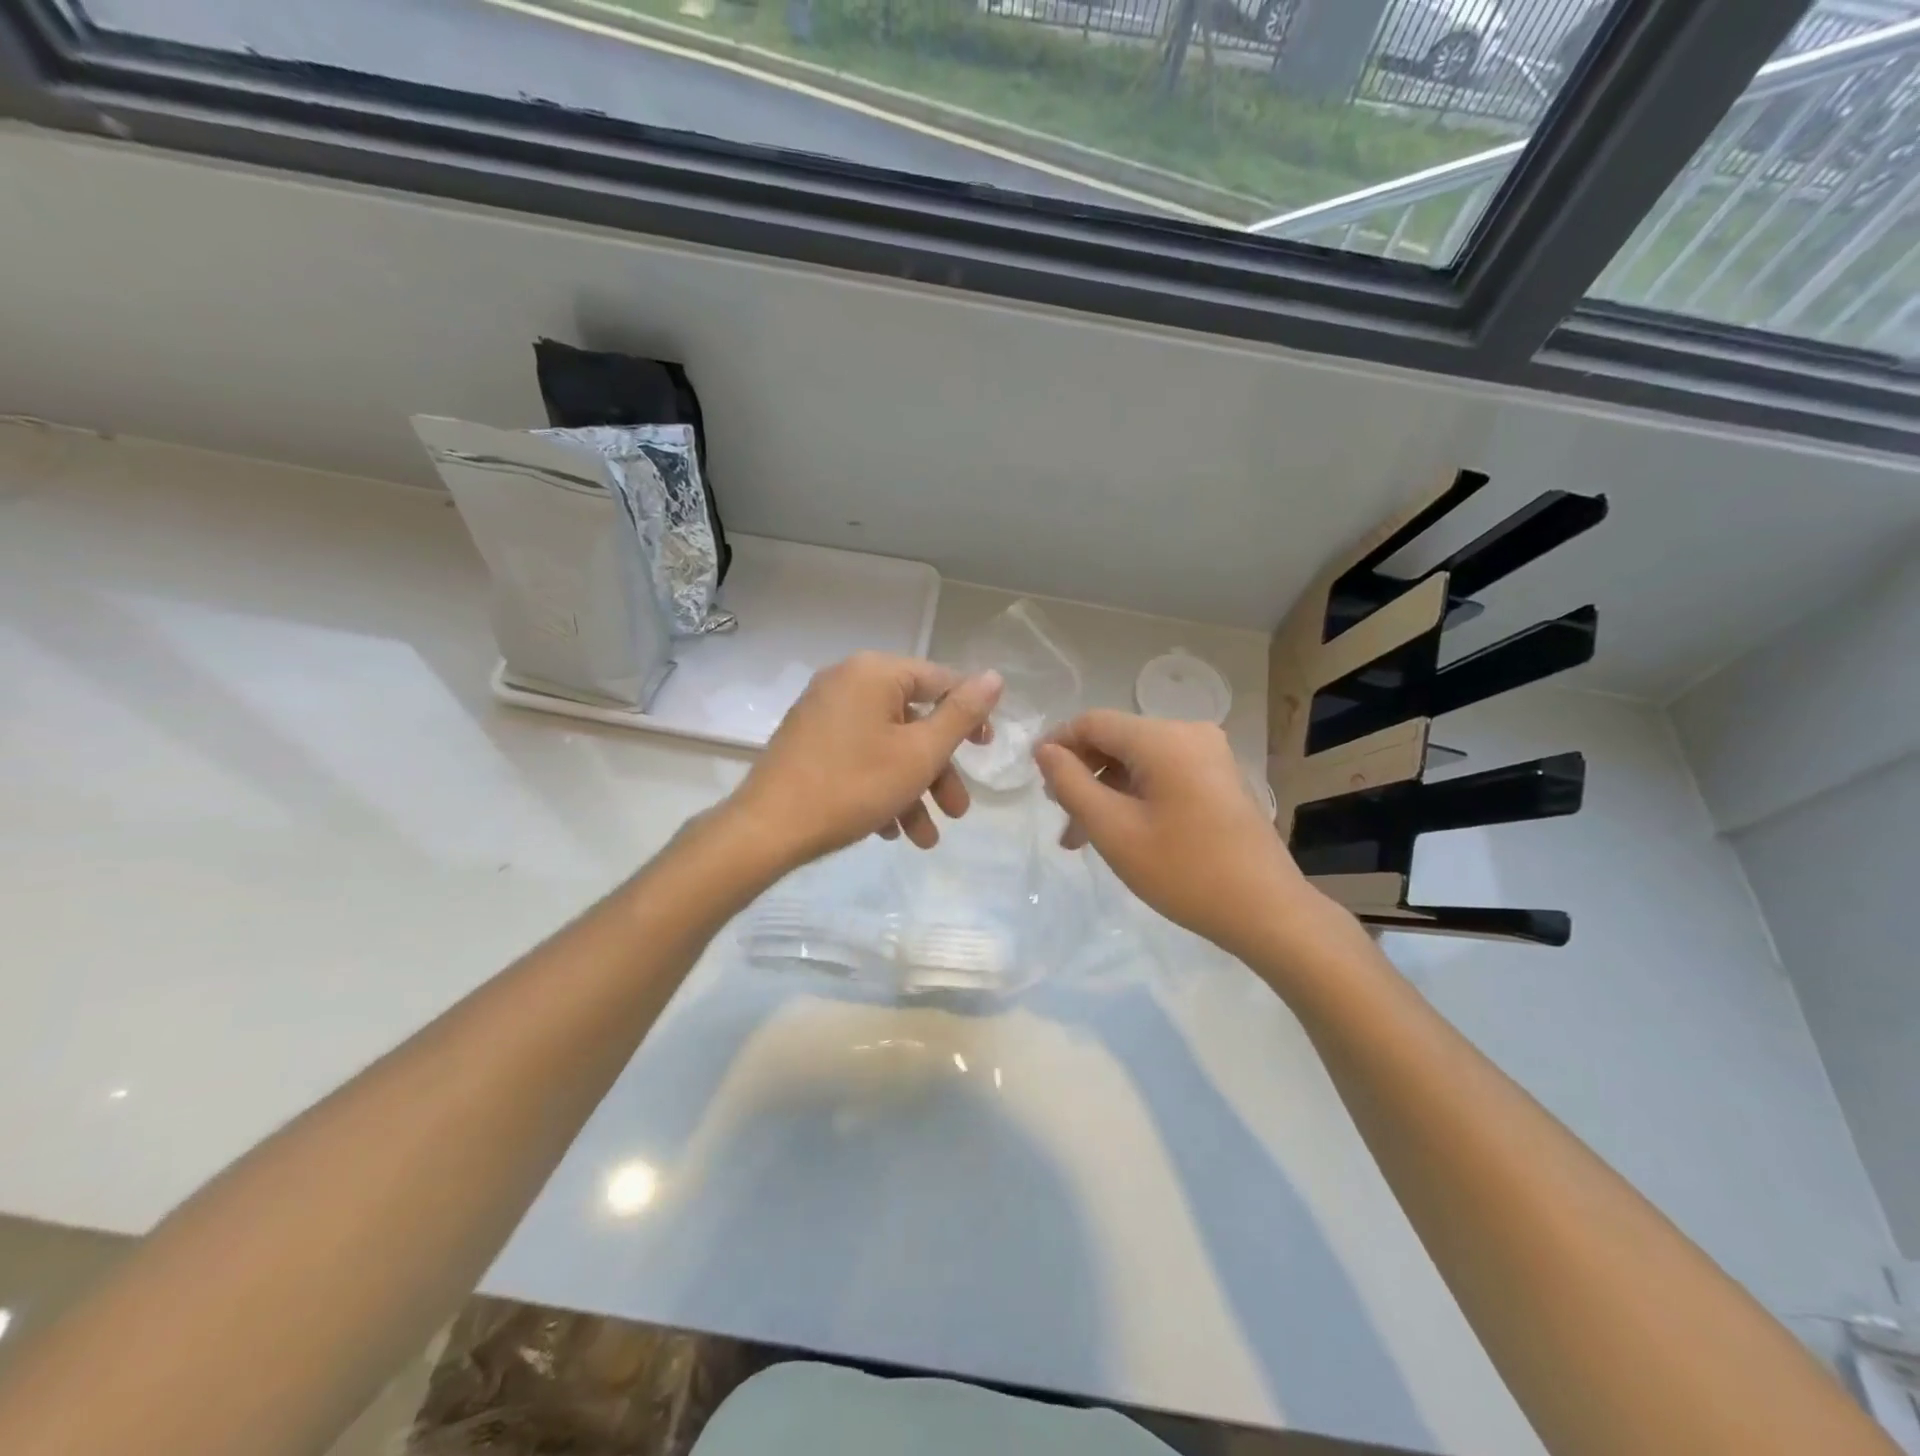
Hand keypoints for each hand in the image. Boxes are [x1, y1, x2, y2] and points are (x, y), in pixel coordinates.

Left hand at [728, 652, 1003, 870]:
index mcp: (875, 672)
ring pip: (887, 746)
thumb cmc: (853, 785)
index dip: (970, 715)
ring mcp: (823, 713)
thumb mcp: (920, 753)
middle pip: (913, 720)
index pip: (940, 680)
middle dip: (939, 771)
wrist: (768, 829)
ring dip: (913, 790)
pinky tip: (890, 831)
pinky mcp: (808, 742)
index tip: (986, 751)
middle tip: (958, 810)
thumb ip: (961, 714)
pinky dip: (880, 788)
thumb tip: (994, 676)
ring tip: (925, 839)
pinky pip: (859, 756)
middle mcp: (847, 682)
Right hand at [1035, 711, 1317, 959]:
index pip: (1093, 722)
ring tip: (1082, 838)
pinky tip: (1122, 833)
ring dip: (1107, 793)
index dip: (1057, 744)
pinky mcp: (1220, 779)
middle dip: (1083, 776)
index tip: (1034, 778)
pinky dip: (1136, 797)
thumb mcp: (1113, 829)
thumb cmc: (1184, 870)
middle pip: (1117, 741)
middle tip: (1061, 818)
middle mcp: (1189, 734)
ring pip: (1139, 762)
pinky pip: (1164, 775)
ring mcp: (1210, 756)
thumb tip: (1046, 750)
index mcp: (1163, 738)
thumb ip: (1071, 784)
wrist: (1267, 912)